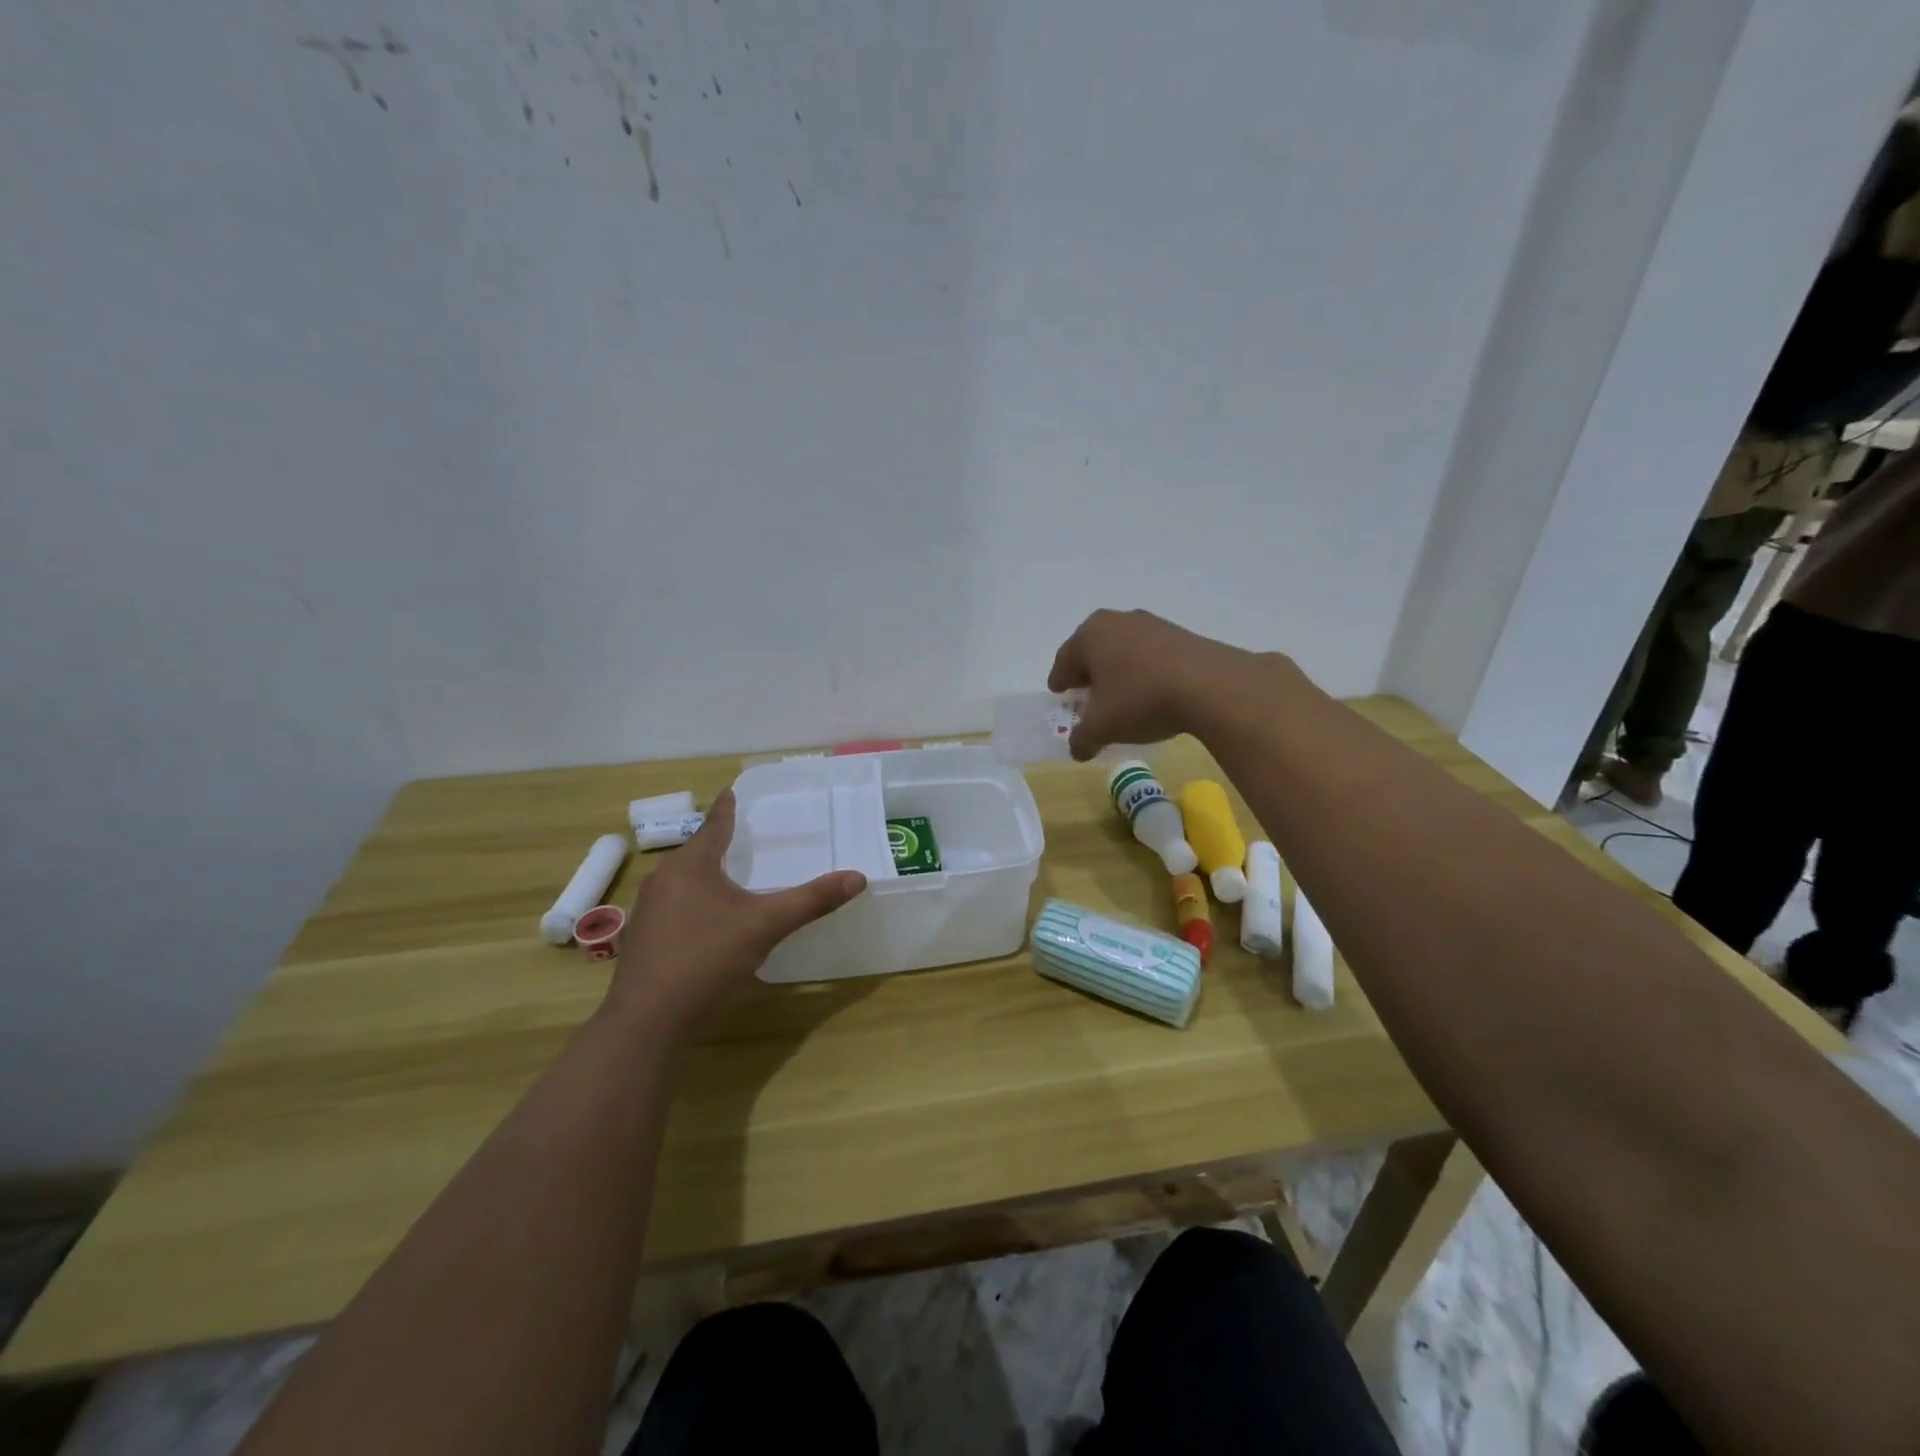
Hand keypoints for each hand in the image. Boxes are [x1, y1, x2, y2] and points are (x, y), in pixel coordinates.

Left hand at [606, 790, 865, 1039]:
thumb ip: (811, 901)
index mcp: (691, 866)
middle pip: (696, 853)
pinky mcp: (642, 939)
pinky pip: (673, 907)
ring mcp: (647, 911)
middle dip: (717, 844)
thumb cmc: (706, 959)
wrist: (647, 1021)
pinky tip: (706, 921)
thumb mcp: (766, 926)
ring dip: (705, 876)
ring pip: (682, 882)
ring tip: (728, 876)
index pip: (713, 826)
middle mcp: (663, 879)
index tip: (730, 791)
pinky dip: (693, 903)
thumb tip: (857, 878)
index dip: (726, 809)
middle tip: (742, 836)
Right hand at [1048, 609, 1264, 760]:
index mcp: (1090, 635)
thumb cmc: (1140, 700)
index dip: (1059, 680)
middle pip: (1093, 650)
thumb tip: (1077, 750)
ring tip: (1119, 696)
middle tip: (1085, 694)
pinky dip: (1143, 670)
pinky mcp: (1180, 635)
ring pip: (1122, 650)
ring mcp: (1151, 624)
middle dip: (1088, 673)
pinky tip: (1149, 692)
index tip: (1058, 693)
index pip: (1065, 660)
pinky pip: (1150, 654)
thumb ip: (1082, 739)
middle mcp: (1117, 621)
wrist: (1210, 686)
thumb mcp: (1102, 727)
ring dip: (1117, 670)